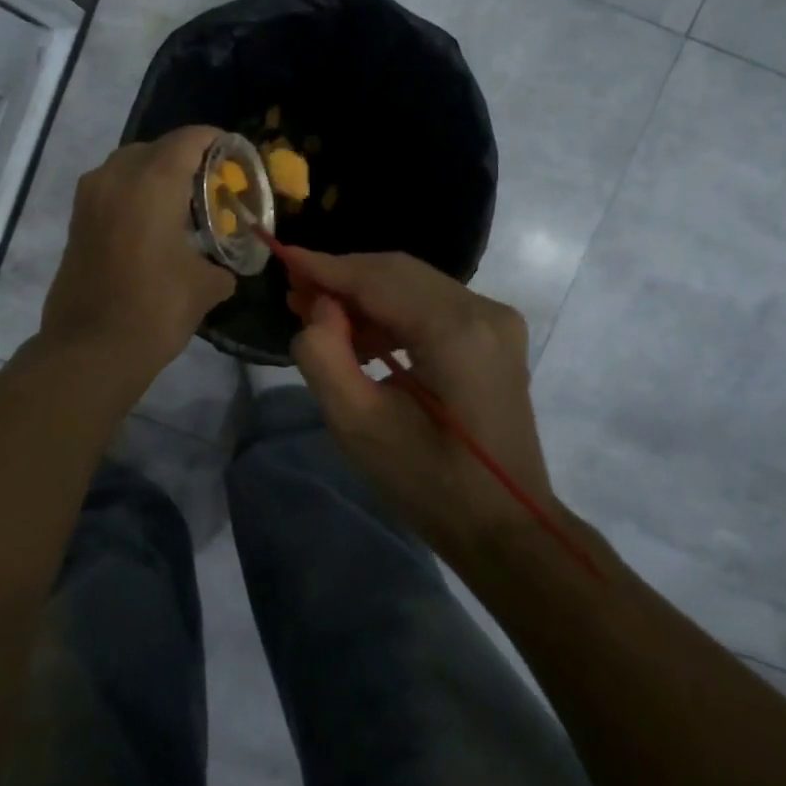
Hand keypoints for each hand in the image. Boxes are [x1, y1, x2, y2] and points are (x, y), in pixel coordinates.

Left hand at [40, 127, 234, 377]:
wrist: (90, 349)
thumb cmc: (155, 309)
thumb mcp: (204, 286)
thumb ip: (221, 266)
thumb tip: (224, 269)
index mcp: (153, 181)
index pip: (189, 140)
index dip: (215, 141)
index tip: (234, 155)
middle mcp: (116, 176)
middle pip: (155, 148)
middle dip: (184, 159)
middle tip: (209, 184)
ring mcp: (89, 197)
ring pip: (127, 166)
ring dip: (154, 176)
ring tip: (180, 204)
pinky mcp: (76, 221)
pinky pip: (110, 190)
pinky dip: (132, 195)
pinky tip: (151, 225)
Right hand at [286, 250, 555, 557]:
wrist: (503, 525)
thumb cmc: (428, 483)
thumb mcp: (357, 425)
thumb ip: (324, 355)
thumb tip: (320, 308)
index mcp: (456, 332)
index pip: (378, 279)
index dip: (326, 267)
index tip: (282, 259)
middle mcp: (484, 311)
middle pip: (397, 272)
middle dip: (342, 278)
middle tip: (295, 293)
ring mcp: (496, 321)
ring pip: (413, 284)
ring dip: (364, 295)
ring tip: (319, 318)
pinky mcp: (494, 335)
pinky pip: (431, 304)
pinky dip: (391, 312)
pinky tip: (362, 338)